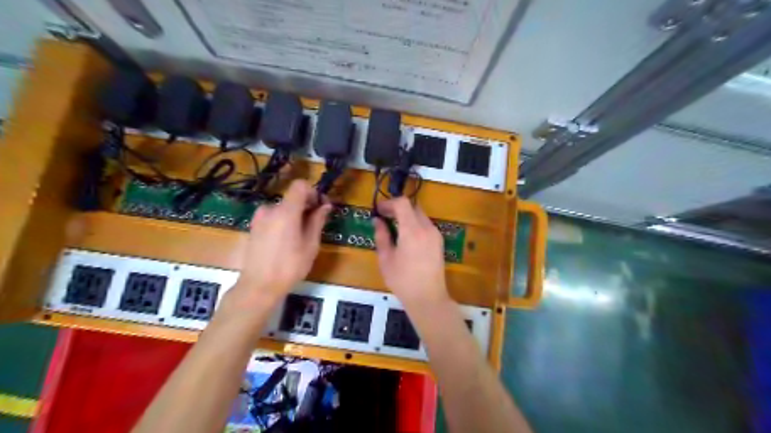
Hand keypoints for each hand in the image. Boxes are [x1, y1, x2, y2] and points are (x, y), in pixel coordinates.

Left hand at [234, 178, 331, 303]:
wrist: (259, 286)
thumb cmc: (290, 266)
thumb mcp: (310, 245)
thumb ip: (317, 221)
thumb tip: (325, 205)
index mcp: (286, 211)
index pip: (300, 185)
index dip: (313, 192)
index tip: (320, 207)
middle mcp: (270, 209)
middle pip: (292, 198)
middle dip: (306, 206)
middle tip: (315, 224)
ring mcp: (259, 218)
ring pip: (283, 208)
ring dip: (295, 215)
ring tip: (301, 237)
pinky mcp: (254, 227)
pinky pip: (273, 217)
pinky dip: (283, 221)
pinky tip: (287, 241)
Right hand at [374, 197, 452, 309]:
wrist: (428, 298)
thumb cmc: (403, 280)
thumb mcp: (386, 259)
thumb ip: (382, 236)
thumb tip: (378, 221)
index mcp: (412, 230)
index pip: (403, 203)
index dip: (389, 203)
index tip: (378, 210)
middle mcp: (427, 227)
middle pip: (413, 207)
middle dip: (398, 208)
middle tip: (384, 218)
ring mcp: (436, 234)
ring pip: (420, 215)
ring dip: (407, 216)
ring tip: (394, 228)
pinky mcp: (439, 242)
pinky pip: (426, 225)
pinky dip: (415, 224)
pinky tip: (406, 238)